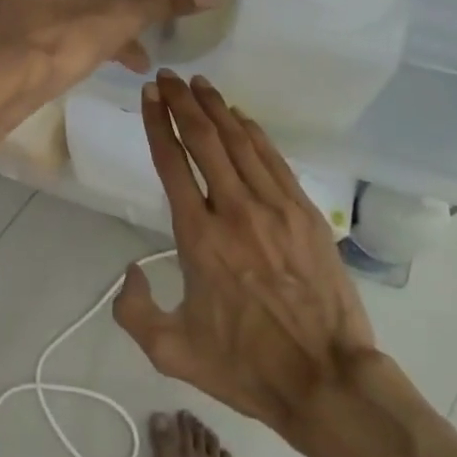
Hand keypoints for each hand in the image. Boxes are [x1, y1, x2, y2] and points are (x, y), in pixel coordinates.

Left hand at [0, 0, 216, 120]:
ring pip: (56, 8)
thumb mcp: (124, 17)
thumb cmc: (65, 38)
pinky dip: (53, 40)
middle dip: (102, 18)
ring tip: (102, 63)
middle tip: (124, 49)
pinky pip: (33, 24)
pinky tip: (67, 66)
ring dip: (81, 31)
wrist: (4, 82)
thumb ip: (167, 0)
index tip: (128, 22)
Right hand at [113, 71, 382, 438]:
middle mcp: (234, 210)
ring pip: (239, 141)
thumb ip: (134, 311)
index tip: (149, 95)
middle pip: (204, 139)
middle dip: (182, 102)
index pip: (172, 163)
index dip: (156, 123)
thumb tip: (129, 269)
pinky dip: (253, 132)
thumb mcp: (172, 352)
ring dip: (216, 108)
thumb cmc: (246, 366)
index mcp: (198, 238)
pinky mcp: (304, 212)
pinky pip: (273, 159)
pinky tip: (240, 117)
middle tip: (168, 76)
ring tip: (199, 84)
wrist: (327, 379)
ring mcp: (274, 207)